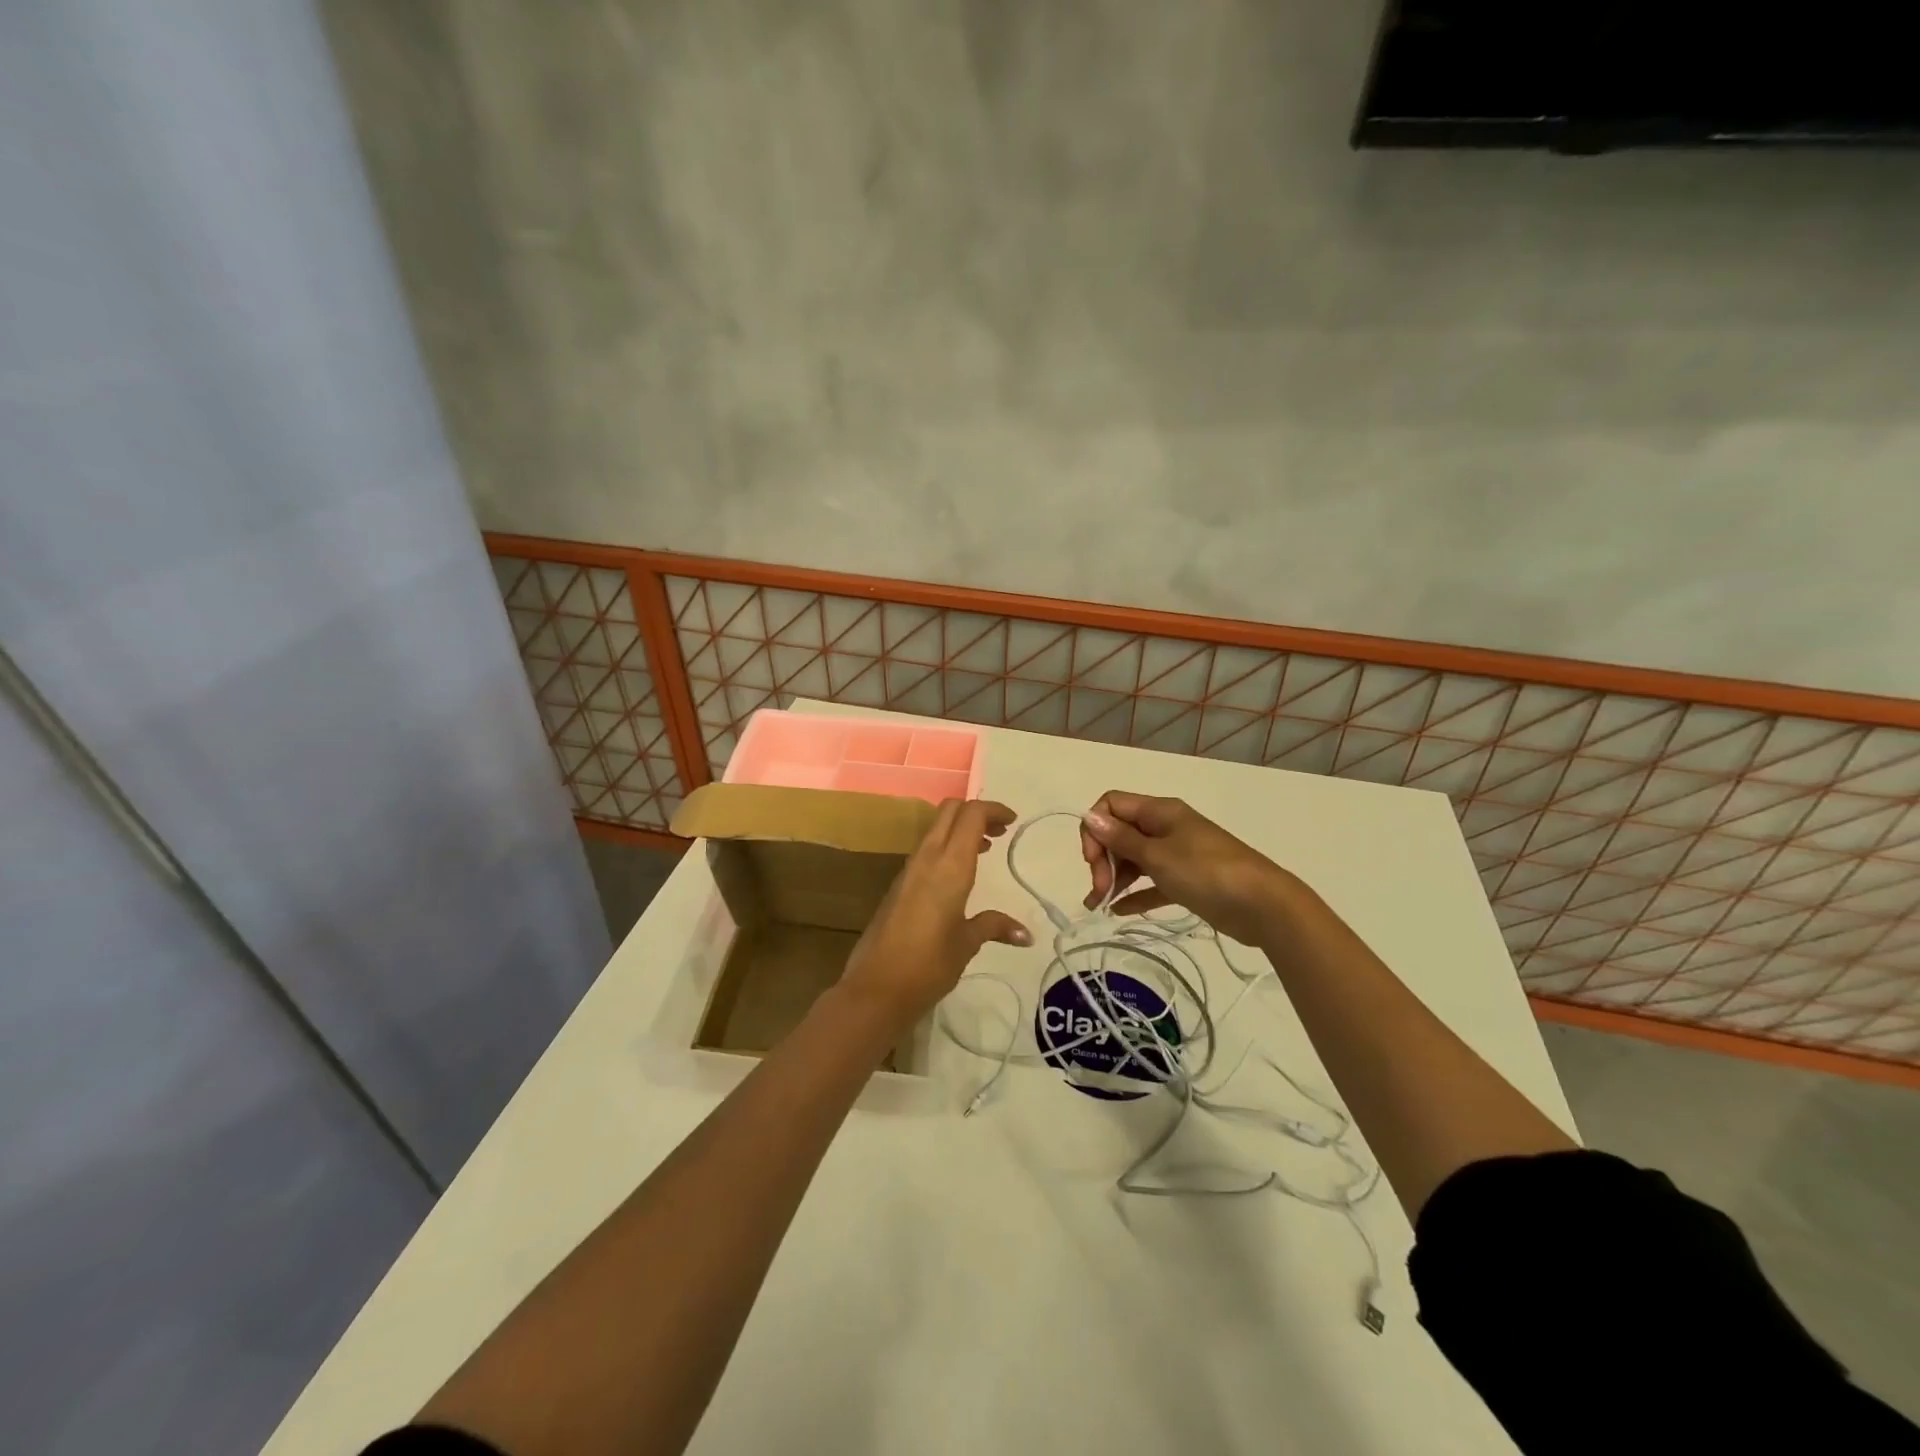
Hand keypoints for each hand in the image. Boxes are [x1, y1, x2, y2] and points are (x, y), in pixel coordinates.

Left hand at [839, 799, 1030, 1031]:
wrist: (876, 988)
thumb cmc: (929, 965)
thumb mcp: (967, 944)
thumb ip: (994, 927)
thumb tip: (1026, 934)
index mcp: (949, 866)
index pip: (971, 815)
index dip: (993, 810)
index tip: (1012, 822)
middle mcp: (927, 858)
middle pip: (950, 811)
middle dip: (976, 812)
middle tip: (1000, 830)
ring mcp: (908, 870)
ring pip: (935, 829)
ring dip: (960, 829)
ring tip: (986, 849)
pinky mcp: (898, 884)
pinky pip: (926, 850)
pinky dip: (946, 847)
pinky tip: (959, 874)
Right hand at [1078, 791, 1294, 945]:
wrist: (1263, 905)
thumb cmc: (1206, 872)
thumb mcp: (1158, 855)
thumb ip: (1121, 839)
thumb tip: (1089, 816)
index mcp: (1159, 811)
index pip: (1112, 805)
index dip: (1095, 829)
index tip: (1091, 860)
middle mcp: (1166, 827)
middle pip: (1120, 833)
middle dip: (1103, 859)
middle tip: (1099, 890)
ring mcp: (1177, 854)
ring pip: (1134, 859)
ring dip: (1114, 878)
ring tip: (1100, 906)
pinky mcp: (1187, 880)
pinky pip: (1152, 882)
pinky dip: (1135, 893)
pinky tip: (1119, 911)